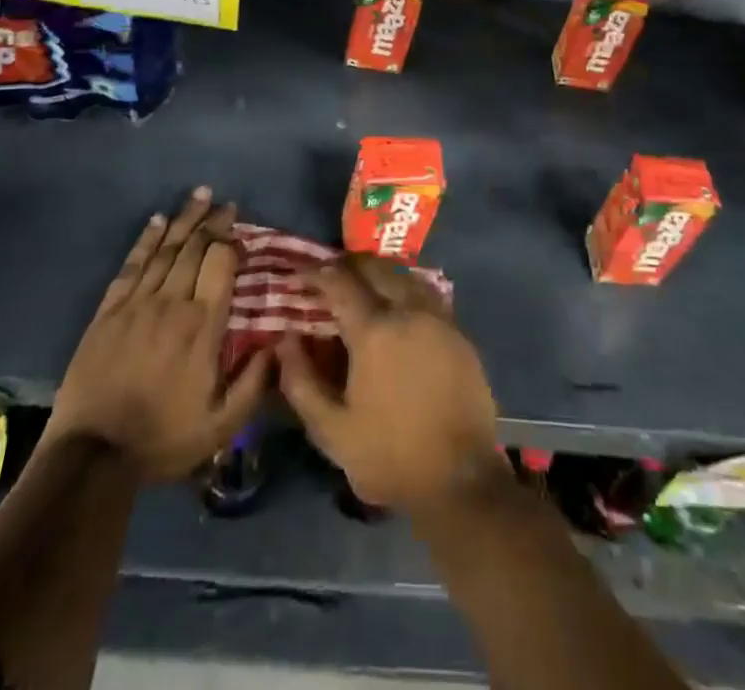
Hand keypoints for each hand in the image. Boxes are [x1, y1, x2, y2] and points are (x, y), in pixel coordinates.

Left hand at [46, 188, 267, 477]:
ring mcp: (136, 304)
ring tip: (199, 195)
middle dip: (212, 221)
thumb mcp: (221, 424)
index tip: (241, 227)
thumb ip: (254, 382)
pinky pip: (131, 266)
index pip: (221, 264)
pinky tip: (156, 221)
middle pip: (194, 248)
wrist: (92, 456)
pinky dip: (145, 241)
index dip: (232, 240)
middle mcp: (171, 302)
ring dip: (183, 220)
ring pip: (165, 250)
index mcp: (202, 325)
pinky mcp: (108, 311)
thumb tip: (279, 342)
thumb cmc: (162, 439)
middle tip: (225, 201)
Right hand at [276, 254, 504, 514]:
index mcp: (374, 331)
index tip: (298, 273)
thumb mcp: (331, 431)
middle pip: (375, 268)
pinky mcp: (458, 333)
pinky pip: (426, 295)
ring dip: (379, 272)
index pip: (339, 283)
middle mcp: (408, 311)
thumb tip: (285, 340)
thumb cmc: (389, 455)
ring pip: (405, 275)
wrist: (459, 479)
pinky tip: (397, 306)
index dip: (315, 273)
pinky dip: (405, 288)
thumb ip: (301, 382)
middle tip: (329, 274)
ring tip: (362, 284)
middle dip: (348, 265)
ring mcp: (438, 319)